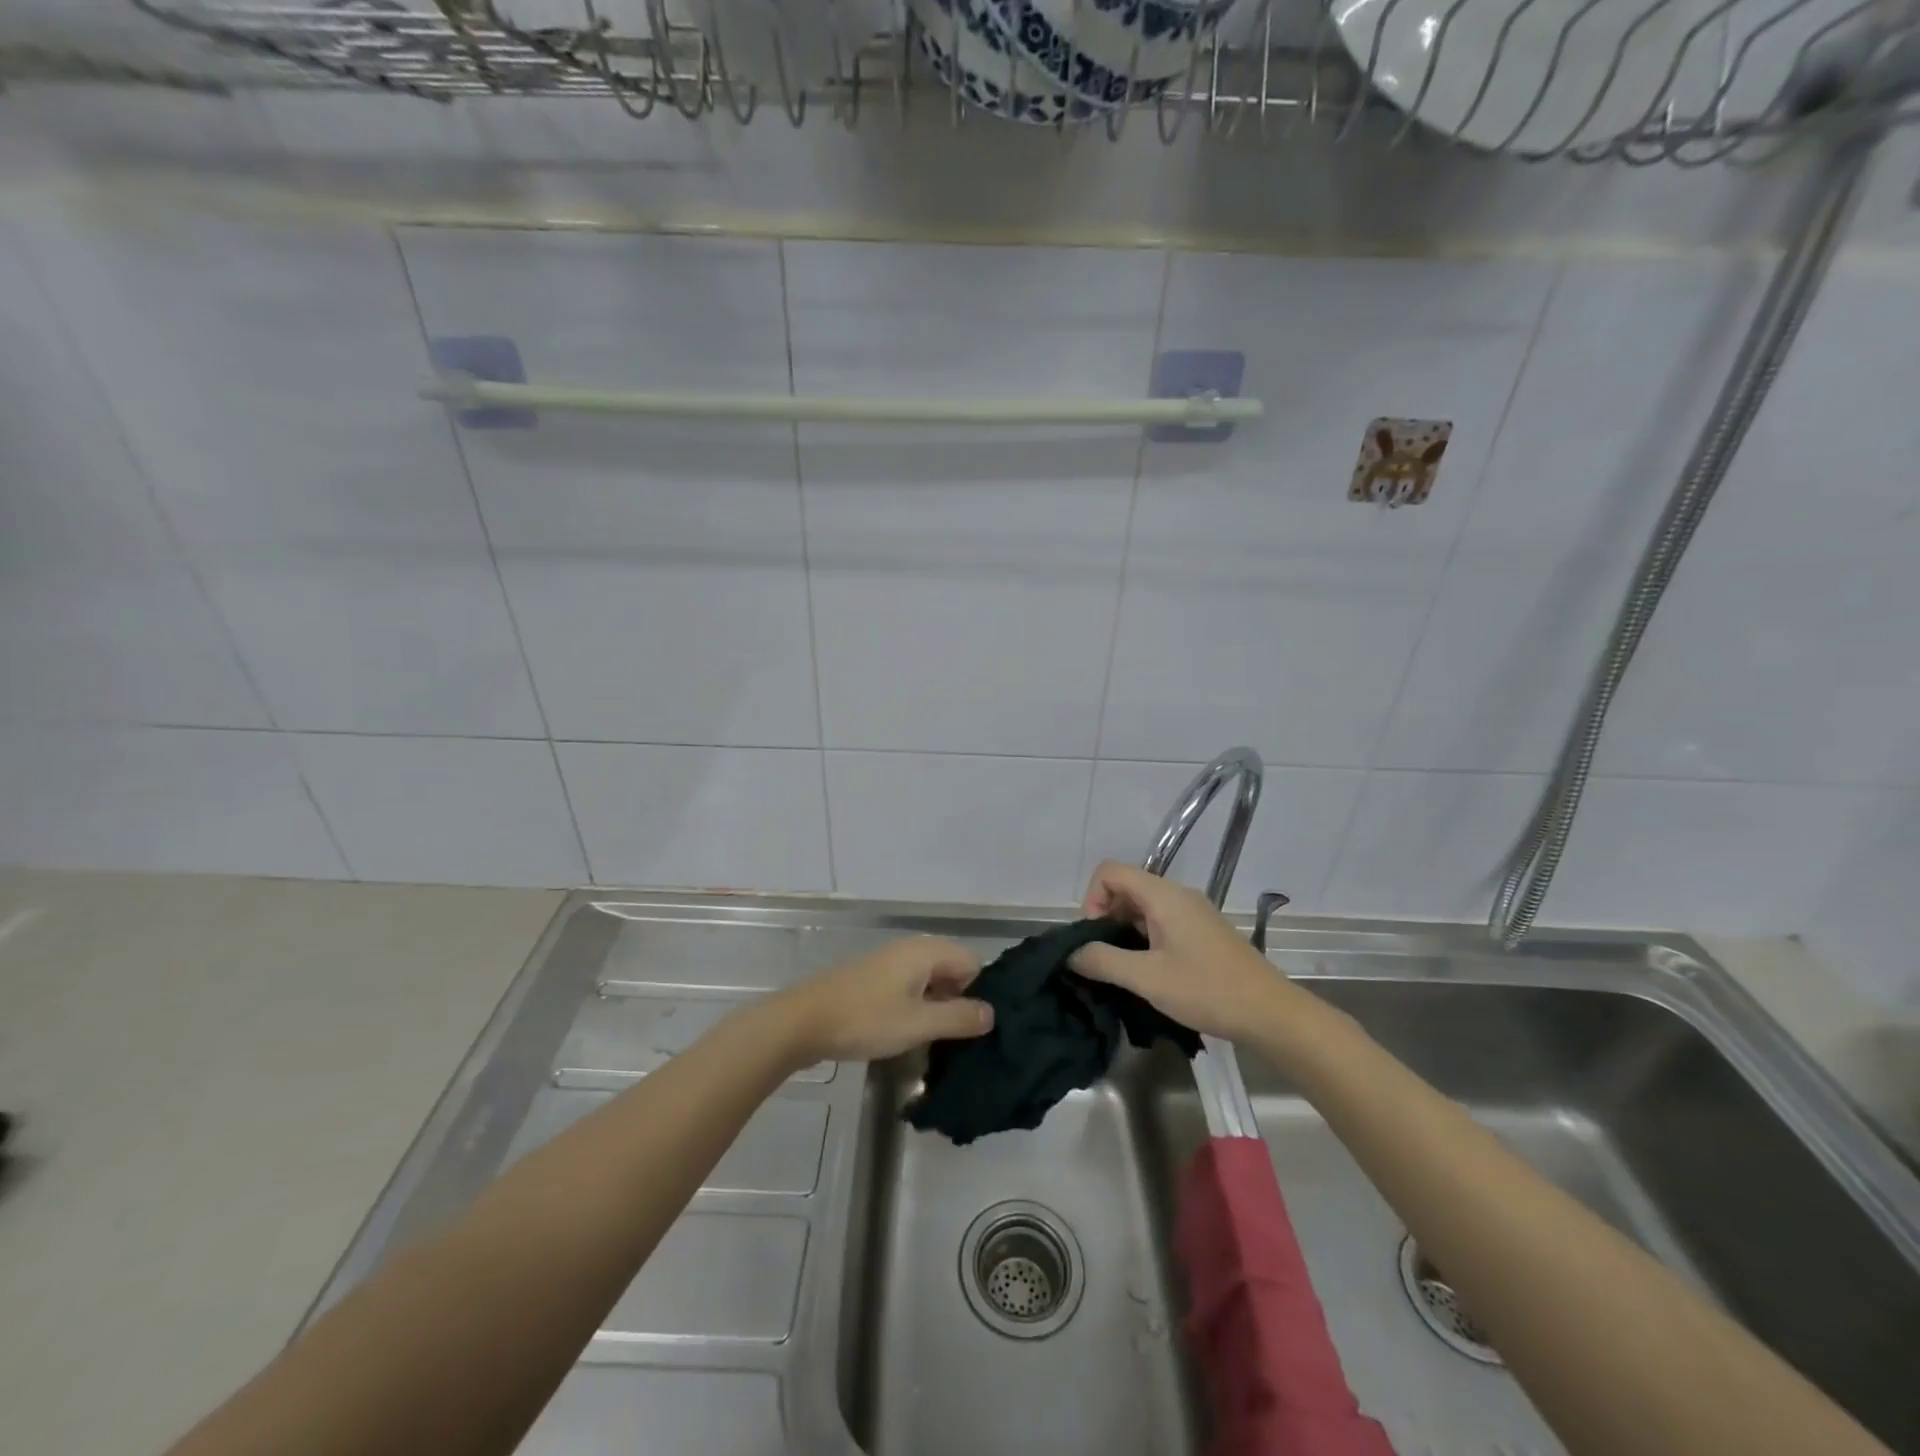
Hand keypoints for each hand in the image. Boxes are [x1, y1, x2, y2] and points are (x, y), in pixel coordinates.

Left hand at [777, 936, 992, 1064]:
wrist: (802, 1022)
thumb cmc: (865, 1019)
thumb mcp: (918, 1024)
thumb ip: (959, 1018)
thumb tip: (992, 1013)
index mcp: (926, 951)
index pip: (973, 963)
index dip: (983, 993)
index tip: (984, 1028)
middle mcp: (911, 950)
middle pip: (953, 971)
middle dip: (962, 1002)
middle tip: (967, 1042)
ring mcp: (890, 964)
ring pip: (931, 982)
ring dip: (939, 1009)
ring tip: (944, 1045)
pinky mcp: (874, 981)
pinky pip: (910, 990)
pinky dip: (918, 1009)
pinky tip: (915, 1037)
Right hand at [1069, 861, 1292, 1040]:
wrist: (1271, 1013)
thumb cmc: (1207, 990)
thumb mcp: (1147, 978)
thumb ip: (1103, 960)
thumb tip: (1070, 953)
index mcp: (1164, 895)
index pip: (1110, 871)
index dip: (1092, 898)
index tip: (1094, 937)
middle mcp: (1178, 895)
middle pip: (1125, 887)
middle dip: (1105, 917)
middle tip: (1104, 958)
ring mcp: (1192, 913)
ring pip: (1142, 907)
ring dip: (1123, 930)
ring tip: (1123, 969)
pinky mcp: (1201, 931)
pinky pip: (1160, 921)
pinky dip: (1143, 938)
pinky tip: (1148, 972)